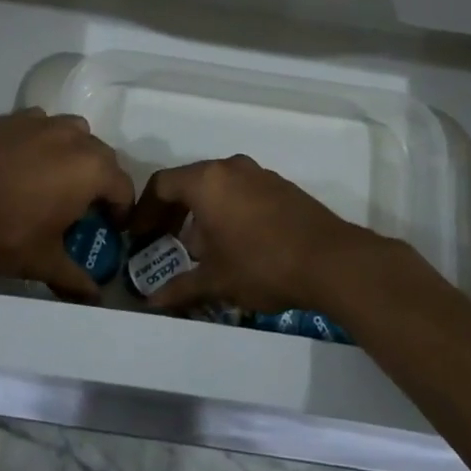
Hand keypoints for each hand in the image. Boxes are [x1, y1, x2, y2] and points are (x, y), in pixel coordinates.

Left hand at [0, 110, 134, 299]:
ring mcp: (41, 122)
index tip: (110, 228)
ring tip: (54, 181)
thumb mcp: (42, 262)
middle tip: (82, 209)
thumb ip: (74, 278)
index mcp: (91, 170)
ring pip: (73, 134)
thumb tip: (95, 298)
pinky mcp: (12, 118)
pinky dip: (41, 141)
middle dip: (99, 181)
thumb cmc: (3, 230)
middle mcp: (74, 137)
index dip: (121, 211)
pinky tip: (22, 163)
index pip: (123, 187)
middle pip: (102, 157)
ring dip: (73, 154)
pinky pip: (40, 126)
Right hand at [125, 155, 379, 313]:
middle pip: (190, 182)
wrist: (331, 260)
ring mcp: (259, 174)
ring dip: (202, 212)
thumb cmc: (262, 264)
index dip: (145, 210)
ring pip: (218, 186)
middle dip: (172, 212)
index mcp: (207, 181)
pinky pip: (242, 191)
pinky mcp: (282, 186)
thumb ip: (180, 288)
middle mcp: (230, 168)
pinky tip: (234, 243)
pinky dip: (228, 210)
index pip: (162, 184)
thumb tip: (152, 303)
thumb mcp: (216, 280)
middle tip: (162, 241)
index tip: (138, 235)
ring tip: (199, 248)